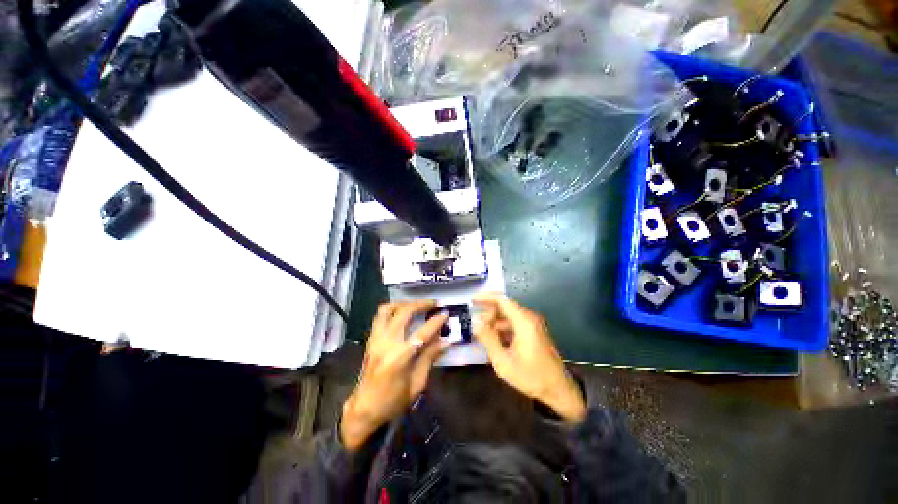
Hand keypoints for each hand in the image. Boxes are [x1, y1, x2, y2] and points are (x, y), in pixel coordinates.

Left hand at [340, 301, 447, 450]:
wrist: (364, 409)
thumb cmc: (393, 401)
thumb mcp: (417, 384)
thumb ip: (430, 358)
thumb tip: (446, 341)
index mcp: (400, 358)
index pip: (422, 333)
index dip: (436, 321)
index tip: (446, 313)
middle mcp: (386, 343)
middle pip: (403, 313)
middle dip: (421, 304)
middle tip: (434, 303)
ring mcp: (376, 339)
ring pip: (387, 309)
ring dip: (404, 303)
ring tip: (416, 305)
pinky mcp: (370, 339)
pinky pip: (379, 317)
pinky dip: (392, 310)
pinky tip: (402, 313)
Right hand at [474, 294, 585, 423]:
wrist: (559, 390)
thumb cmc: (531, 376)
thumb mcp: (504, 361)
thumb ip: (488, 339)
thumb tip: (475, 321)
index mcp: (523, 322)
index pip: (502, 300)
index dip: (486, 297)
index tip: (472, 300)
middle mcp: (529, 318)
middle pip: (505, 307)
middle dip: (489, 313)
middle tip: (476, 325)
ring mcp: (533, 325)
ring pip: (509, 316)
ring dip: (495, 322)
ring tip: (482, 334)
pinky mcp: (534, 332)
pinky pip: (515, 323)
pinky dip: (503, 328)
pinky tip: (495, 340)